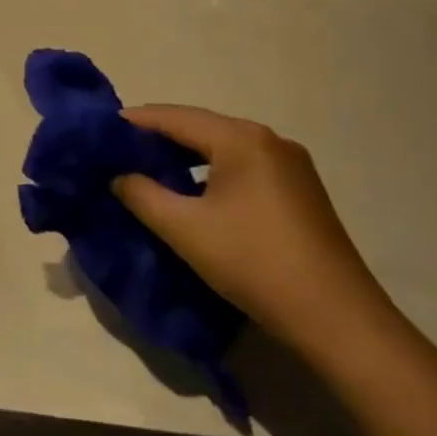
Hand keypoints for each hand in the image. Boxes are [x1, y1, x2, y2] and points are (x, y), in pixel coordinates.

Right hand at [113, 105, 400, 366]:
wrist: (337, 318)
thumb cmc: (253, 262)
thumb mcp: (184, 228)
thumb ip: (142, 194)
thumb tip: (118, 175)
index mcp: (241, 139)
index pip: (174, 117)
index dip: (134, 122)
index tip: (99, 130)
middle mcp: (269, 140)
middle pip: (200, 127)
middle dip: (157, 137)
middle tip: (117, 151)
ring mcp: (290, 165)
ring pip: (222, 147)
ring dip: (184, 156)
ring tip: (146, 169)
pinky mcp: (300, 190)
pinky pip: (242, 166)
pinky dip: (209, 171)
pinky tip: (191, 191)